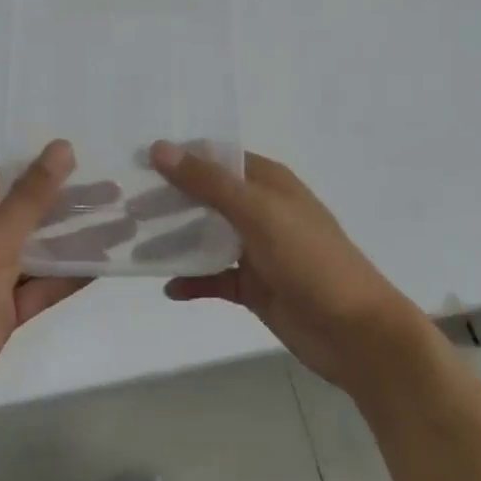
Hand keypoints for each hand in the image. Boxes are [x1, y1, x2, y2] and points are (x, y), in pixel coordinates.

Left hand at [0, 141, 90, 452]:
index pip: (10, 180)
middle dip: (72, 207)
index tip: (93, 165)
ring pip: (39, 253)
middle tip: (120, 197)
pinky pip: (39, 288)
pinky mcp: (0, 314)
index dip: (49, 170)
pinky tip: (105, 267)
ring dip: (77, 243)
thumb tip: (62, 146)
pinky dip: (68, 278)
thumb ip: (32, 195)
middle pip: (29, 215)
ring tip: (125, 229)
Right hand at [151, 141, 414, 393]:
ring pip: (206, 238)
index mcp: (268, 183)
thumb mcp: (258, 212)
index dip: (180, 156)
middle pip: (207, 197)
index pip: (217, 158)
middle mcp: (261, 211)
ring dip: (175, 240)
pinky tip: (167, 288)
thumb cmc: (311, 260)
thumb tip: (159, 148)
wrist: (356, 333)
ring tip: (133, 242)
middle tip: (123, 203)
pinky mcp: (254, 288)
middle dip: (169, 199)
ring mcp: (257, 251)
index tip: (136, 161)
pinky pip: (214, 279)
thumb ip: (208, 182)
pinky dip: (192, 282)